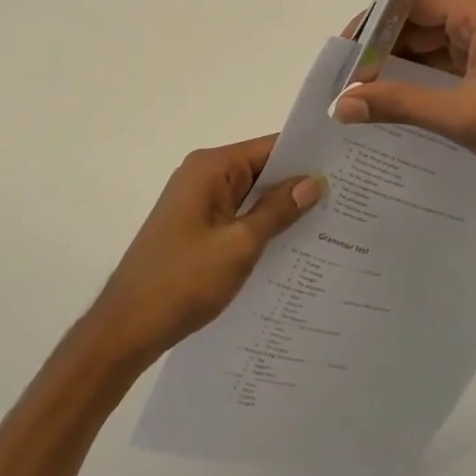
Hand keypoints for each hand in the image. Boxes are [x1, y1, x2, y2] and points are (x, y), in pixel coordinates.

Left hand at [86, 136, 324, 367]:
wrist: (127, 328)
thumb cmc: (183, 281)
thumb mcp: (240, 245)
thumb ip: (278, 211)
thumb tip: (315, 182)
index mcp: (210, 168)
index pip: (269, 147)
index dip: (307, 156)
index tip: (346, 166)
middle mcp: (202, 175)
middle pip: (261, 169)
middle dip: (298, 184)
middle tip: (348, 197)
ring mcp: (197, 202)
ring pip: (251, 195)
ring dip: (281, 208)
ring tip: (332, 220)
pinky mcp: (195, 227)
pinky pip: (237, 216)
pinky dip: (261, 225)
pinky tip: (293, 244)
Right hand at [332, 0, 475, 233]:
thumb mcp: (462, 116)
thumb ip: (399, 104)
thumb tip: (342, 103)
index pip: (414, 2)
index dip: (375, 22)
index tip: (344, 51)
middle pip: (419, 23)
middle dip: (382, 48)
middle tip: (346, 78)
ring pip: (430, 48)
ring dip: (399, 67)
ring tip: (360, 93)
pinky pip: (446, 69)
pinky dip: (420, 83)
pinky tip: (394, 103)